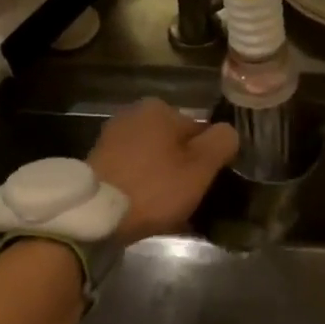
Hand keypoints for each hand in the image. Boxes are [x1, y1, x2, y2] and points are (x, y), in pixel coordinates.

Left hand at [88, 99, 237, 243]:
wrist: (96, 214)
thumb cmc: (154, 186)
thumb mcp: (201, 166)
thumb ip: (222, 142)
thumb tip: (227, 133)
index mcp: (159, 108)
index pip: (199, 131)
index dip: (208, 160)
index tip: (207, 186)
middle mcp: (133, 115)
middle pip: (174, 146)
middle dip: (184, 171)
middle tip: (190, 201)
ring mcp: (112, 139)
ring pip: (154, 162)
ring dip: (165, 182)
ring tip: (171, 213)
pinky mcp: (99, 163)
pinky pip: (134, 174)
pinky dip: (145, 189)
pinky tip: (150, 212)